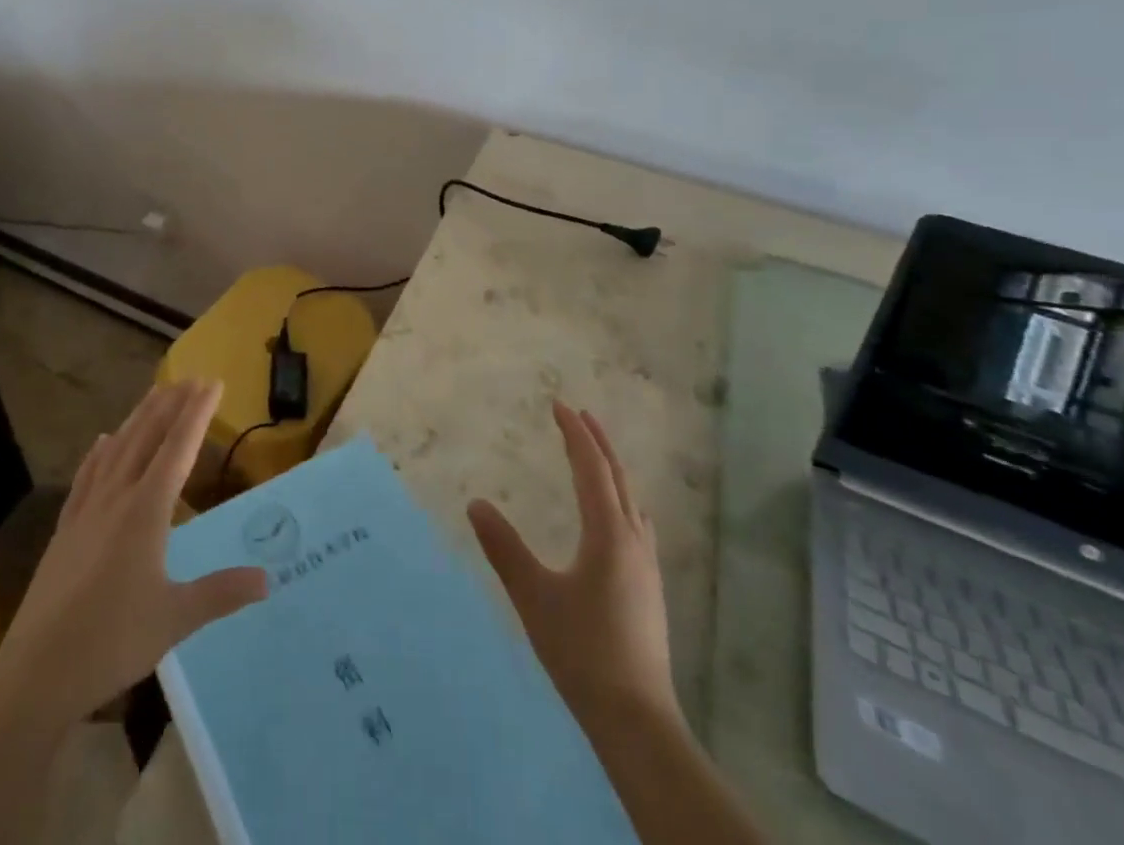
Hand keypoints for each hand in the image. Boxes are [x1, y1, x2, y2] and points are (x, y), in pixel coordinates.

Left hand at [0, 379, 268, 726]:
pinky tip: (102, 441)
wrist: (38, 669)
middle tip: (191, 378)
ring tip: (156, 394)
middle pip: (146, 437)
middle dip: (171, 404)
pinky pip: (86, 476)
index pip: (177, 448)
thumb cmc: (112, 641)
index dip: (197, 414)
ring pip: (116, 449)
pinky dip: (99, 453)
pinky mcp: (66, 528)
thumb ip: (221, 592)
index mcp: (146, 511)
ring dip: (138, 418)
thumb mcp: (175, 618)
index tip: (213, 383)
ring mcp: (86, 510)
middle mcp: (116, 497)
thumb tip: (267, 579)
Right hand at [467, 402, 676, 729]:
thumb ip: (503, 547)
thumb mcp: (533, 595)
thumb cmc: (581, 650)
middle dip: (598, 442)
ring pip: (632, 500)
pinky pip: (635, 522)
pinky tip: (614, 516)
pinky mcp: (649, 588)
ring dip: (612, 469)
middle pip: (619, 478)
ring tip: (595, 455)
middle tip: (579, 414)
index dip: (575, 433)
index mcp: (608, 535)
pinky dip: (621, 498)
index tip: (558, 405)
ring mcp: (646, 566)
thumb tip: (475, 503)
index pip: (591, 469)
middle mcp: (633, 541)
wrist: (636, 719)